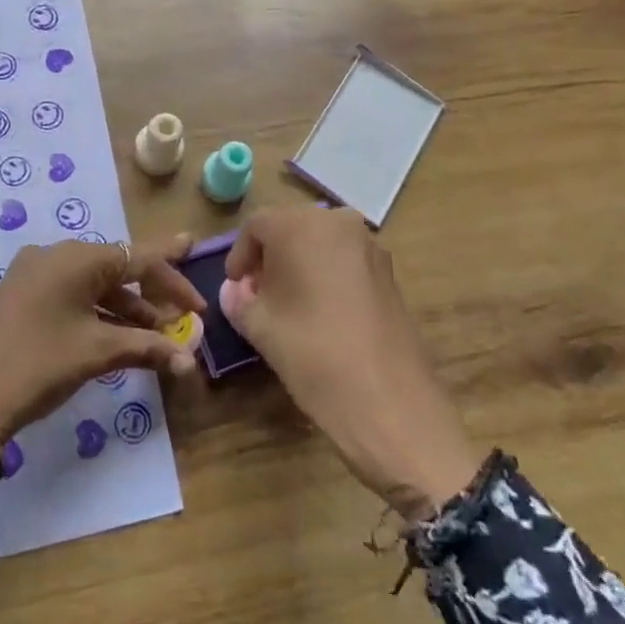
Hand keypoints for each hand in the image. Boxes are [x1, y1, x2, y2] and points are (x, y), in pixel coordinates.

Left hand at [0, 236, 204, 478]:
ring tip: (155, 339)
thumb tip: (189, 361)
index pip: (139, 258)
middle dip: (152, 297)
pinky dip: (99, 314)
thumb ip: (147, 348)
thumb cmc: (38, 364)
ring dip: (127, 310)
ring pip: (94, 285)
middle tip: (182, 321)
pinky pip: (72, 296)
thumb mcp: (96, 353)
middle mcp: (56, 255)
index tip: (200, 294)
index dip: (174, 278)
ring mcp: (35, 274)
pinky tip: (118, 338)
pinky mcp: (21, 296)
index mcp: (77, 257)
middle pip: (118, 269)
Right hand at [224, 206, 477, 520]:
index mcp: (300, 225)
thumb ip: (239, 301)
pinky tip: (321, 312)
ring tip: (288, 305)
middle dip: (270, 257)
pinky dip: (327, 274)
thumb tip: (235, 290)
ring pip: (321, 242)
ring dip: (299, 264)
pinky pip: (345, 260)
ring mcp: (369, 245)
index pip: (256, 226)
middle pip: (291, 228)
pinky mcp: (389, 271)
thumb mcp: (260, 327)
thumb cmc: (312, 353)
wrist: (389, 401)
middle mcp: (337, 222)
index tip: (235, 287)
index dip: (240, 256)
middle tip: (257, 294)